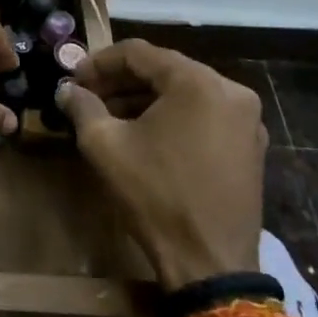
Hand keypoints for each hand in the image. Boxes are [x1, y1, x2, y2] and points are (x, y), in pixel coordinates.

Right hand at [57, 40, 266, 287]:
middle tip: (87, 96)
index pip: (138, 53)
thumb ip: (82, 107)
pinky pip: (204, 114)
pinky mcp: (250, 146)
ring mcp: (246, 119)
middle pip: (164, 70)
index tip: (73, 80)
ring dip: (145, 99)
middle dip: (121, 81)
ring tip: (109, 116)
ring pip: (184, 92)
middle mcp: (230, 90)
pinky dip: (172, 116)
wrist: (211, 263)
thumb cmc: (155, 195)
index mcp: (197, 82)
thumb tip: (67, 90)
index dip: (99, 62)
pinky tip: (144, 135)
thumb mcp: (105, 146)